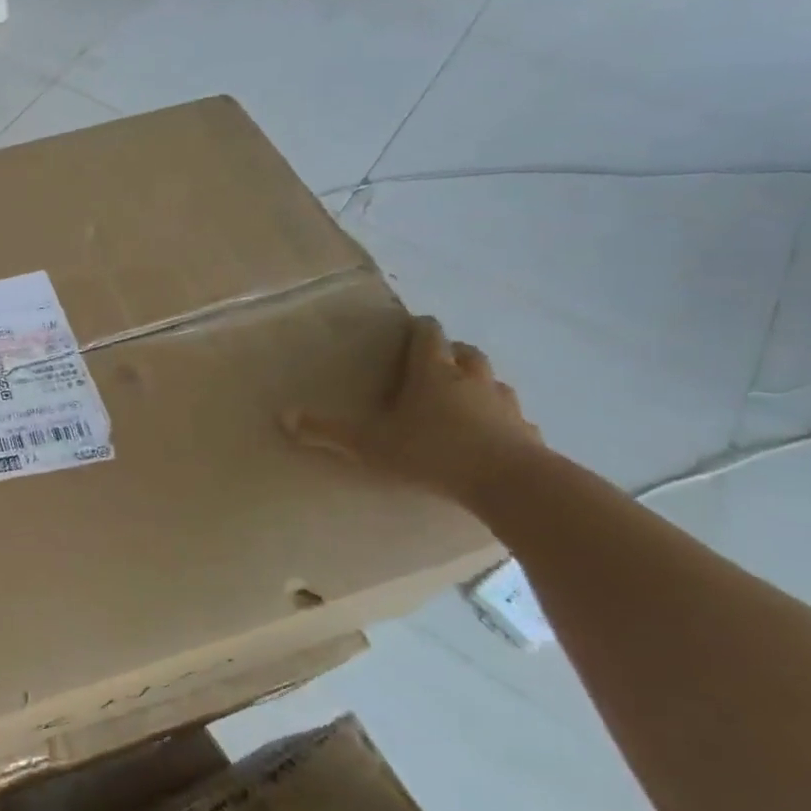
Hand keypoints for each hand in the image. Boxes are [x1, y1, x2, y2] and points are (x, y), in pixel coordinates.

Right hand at [283, 315, 543, 504]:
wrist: (512, 483)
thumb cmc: (433, 452)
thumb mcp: (370, 444)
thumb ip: (328, 431)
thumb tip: (282, 416)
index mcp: (433, 373)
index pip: (428, 335)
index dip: (419, 329)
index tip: (412, 327)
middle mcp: (472, 379)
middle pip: (465, 352)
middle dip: (451, 353)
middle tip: (434, 363)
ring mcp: (505, 405)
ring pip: (493, 382)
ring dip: (479, 384)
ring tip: (463, 399)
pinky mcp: (527, 433)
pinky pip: (514, 419)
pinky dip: (503, 421)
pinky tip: (494, 437)